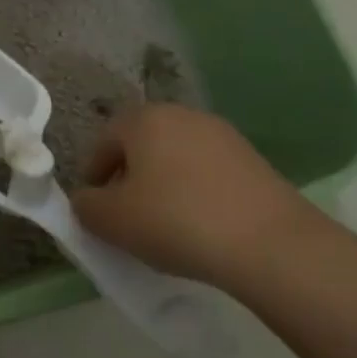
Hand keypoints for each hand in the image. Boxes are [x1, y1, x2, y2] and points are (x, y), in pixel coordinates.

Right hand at [71, 104, 328, 287]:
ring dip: (162, 186)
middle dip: (128, 179)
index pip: (102, 142)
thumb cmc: (176, 221)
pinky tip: (200, 226)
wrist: (270, 243)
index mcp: (143, 119)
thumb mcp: (111, 220)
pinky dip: (194, 193)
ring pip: (175, 158)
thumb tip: (88, 200)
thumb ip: (85, 206)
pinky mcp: (252, 159)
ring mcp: (222, 134)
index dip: (92, 177)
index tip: (95, 211)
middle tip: (126, 218)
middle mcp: (182, 114)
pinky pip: (206, 173)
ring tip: (164, 226)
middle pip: (140, 146)